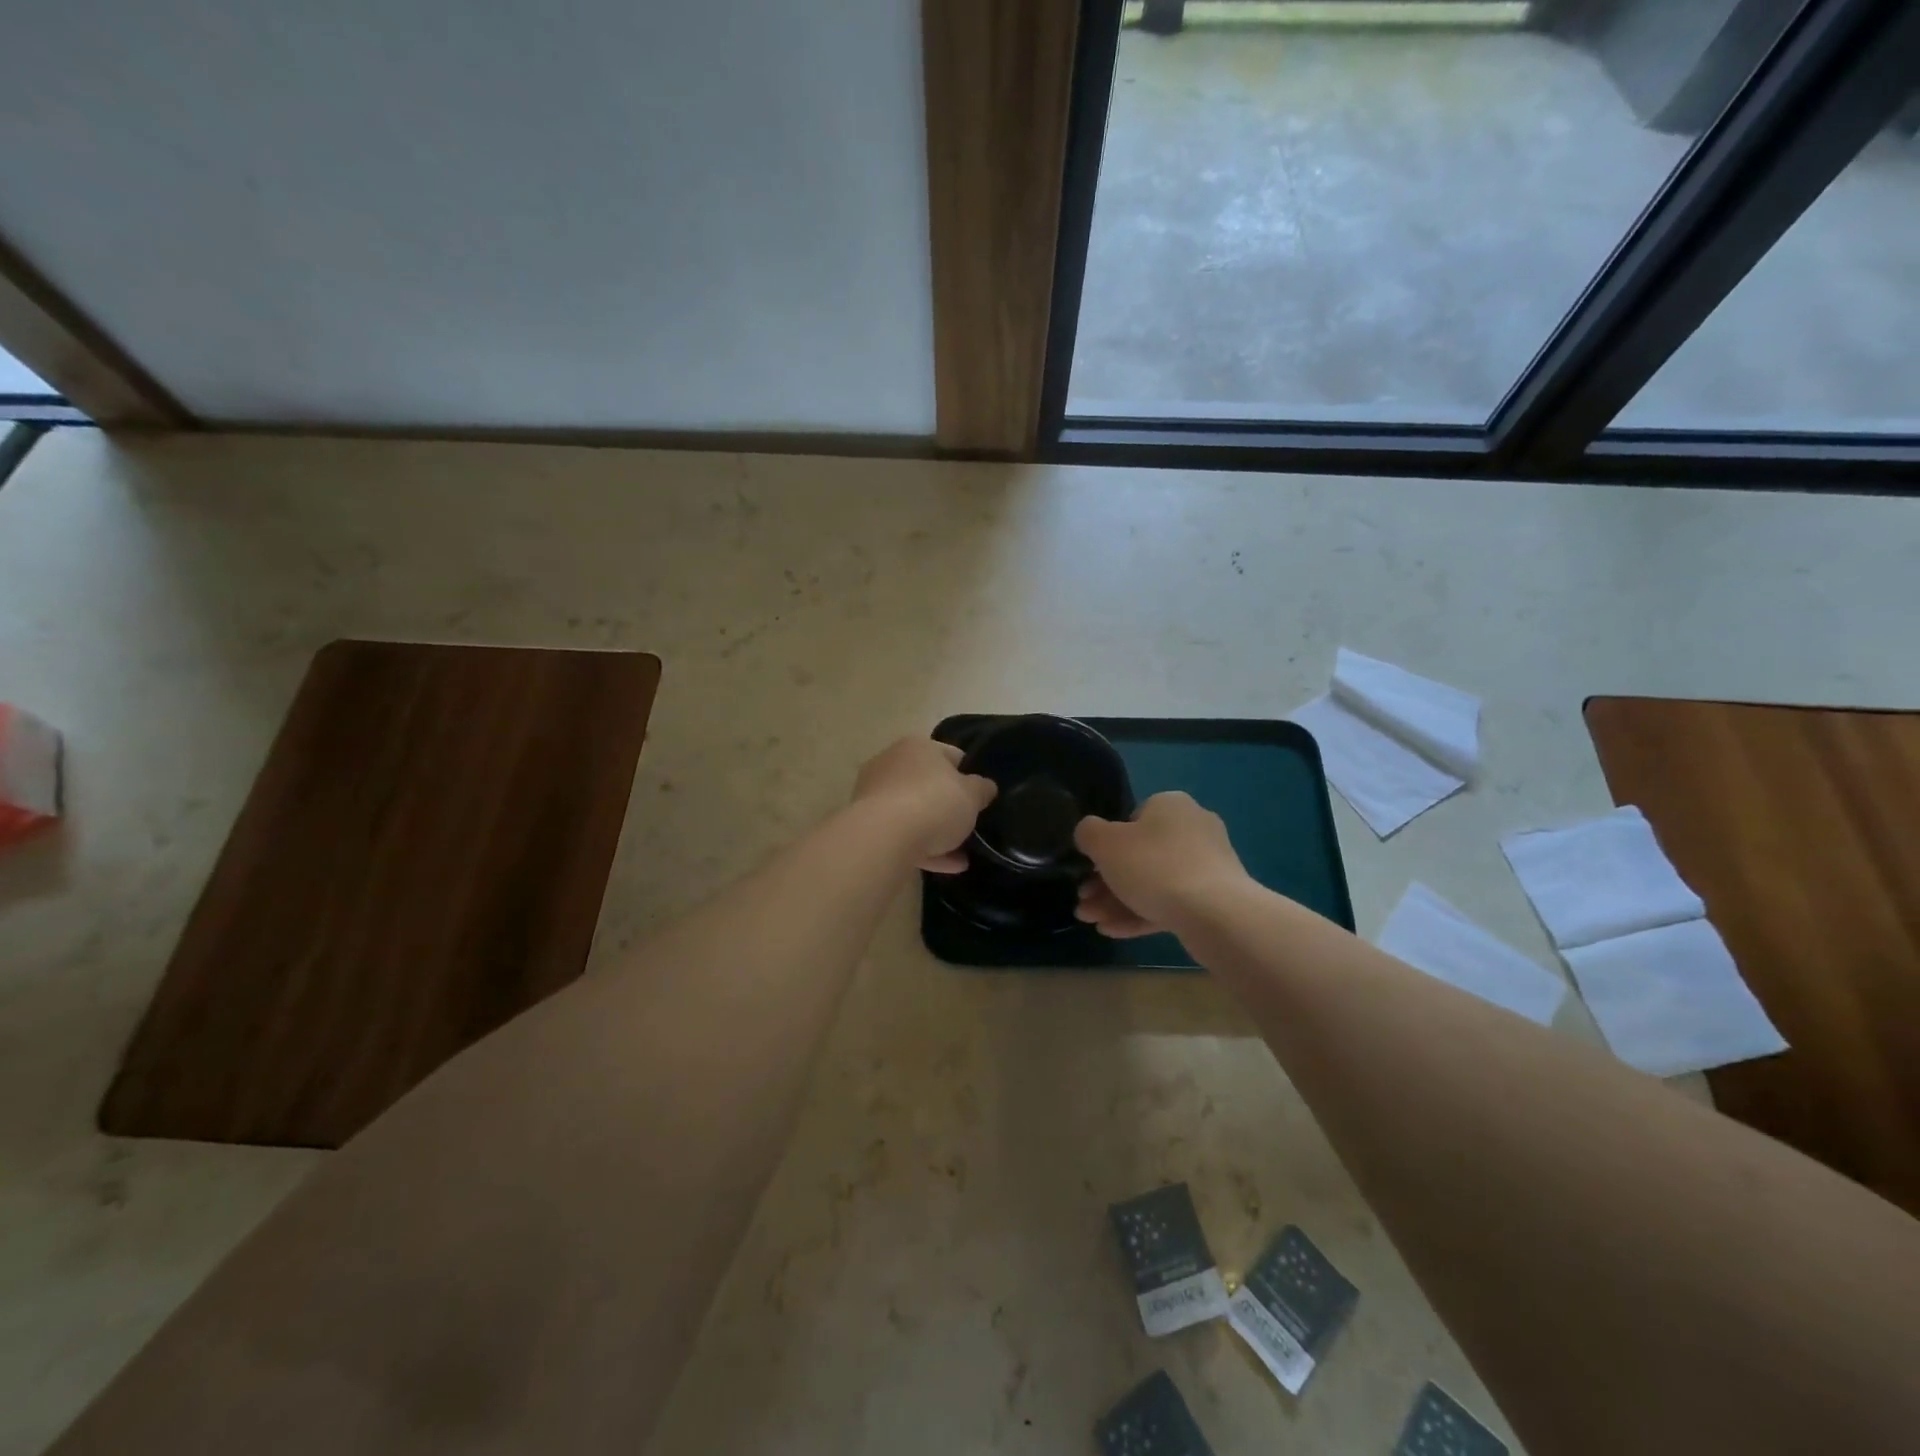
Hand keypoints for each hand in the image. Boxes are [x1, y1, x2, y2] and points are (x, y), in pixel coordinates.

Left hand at [852, 738, 996, 872]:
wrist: (884, 837)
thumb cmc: (935, 804)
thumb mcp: (972, 796)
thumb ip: (982, 789)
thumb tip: (985, 786)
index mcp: (918, 746)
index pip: (952, 755)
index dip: (970, 776)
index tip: (980, 798)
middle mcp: (892, 763)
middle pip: (929, 785)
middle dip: (949, 807)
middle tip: (968, 827)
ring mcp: (874, 793)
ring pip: (914, 812)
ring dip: (937, 833)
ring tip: (960, 857)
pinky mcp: (866, 823)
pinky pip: (901, 833)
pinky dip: (922, 847)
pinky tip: (945, 866)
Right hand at [1073, 792, 1250, 937]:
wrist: (1214, 913)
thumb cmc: (1153, 866)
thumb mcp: (1104, 843)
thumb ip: (1088, 833)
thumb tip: (1090, 835)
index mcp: (1170, 805)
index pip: (1131, 820)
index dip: (1105, 846)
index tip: (1088, 869)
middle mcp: (1192, 828)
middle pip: (1139, 855)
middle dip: (1105, 882)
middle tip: (1083, 903)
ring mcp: (1207, 865)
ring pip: (1152, 883)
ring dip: (1117, 902)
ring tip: (1091, 922)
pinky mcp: (1214, 899)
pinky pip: (1170, 903)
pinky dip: (1141, 914)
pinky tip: (1113, 931)